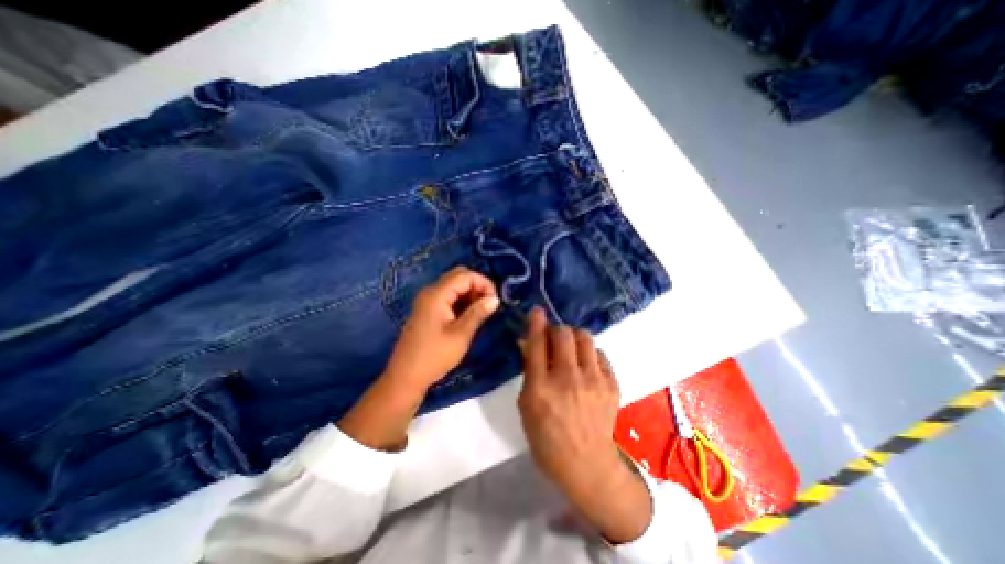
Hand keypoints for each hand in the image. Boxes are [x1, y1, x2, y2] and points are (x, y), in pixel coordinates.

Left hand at [337, 268, 497, 452]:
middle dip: (477, 286)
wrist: (405, 377)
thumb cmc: (434, 356)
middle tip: (489, 305)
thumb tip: (495, 299)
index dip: (483, 283)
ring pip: (454, 286)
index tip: (495, 300)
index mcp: (437, 294)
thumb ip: (478, 313)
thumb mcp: (461, 335)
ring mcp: (427, 300)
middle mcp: (430, 292)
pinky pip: (448, 297)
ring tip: (482, 312)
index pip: (465, 275)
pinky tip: (469, 316)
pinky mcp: (428, 310)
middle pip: (458, 276)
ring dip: (470, 294)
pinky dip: (461, 301)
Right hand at [518, 307, 650, 543]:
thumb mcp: (526, 406)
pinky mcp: (612, 384)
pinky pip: (600, 354)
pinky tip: (586, 366)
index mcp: (541, 387)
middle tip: (552, 338)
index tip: (537, 310)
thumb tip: (528, 343)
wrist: (587, 465)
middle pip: (563, 334)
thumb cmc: (547, 438)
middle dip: (555, 329)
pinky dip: (589, 354)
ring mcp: (593, 380)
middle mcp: (568, 379)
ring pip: (585, 338)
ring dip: (574, 337)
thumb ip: (529, 371)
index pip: (537, 344)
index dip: (536, 323)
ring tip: (570, 349)